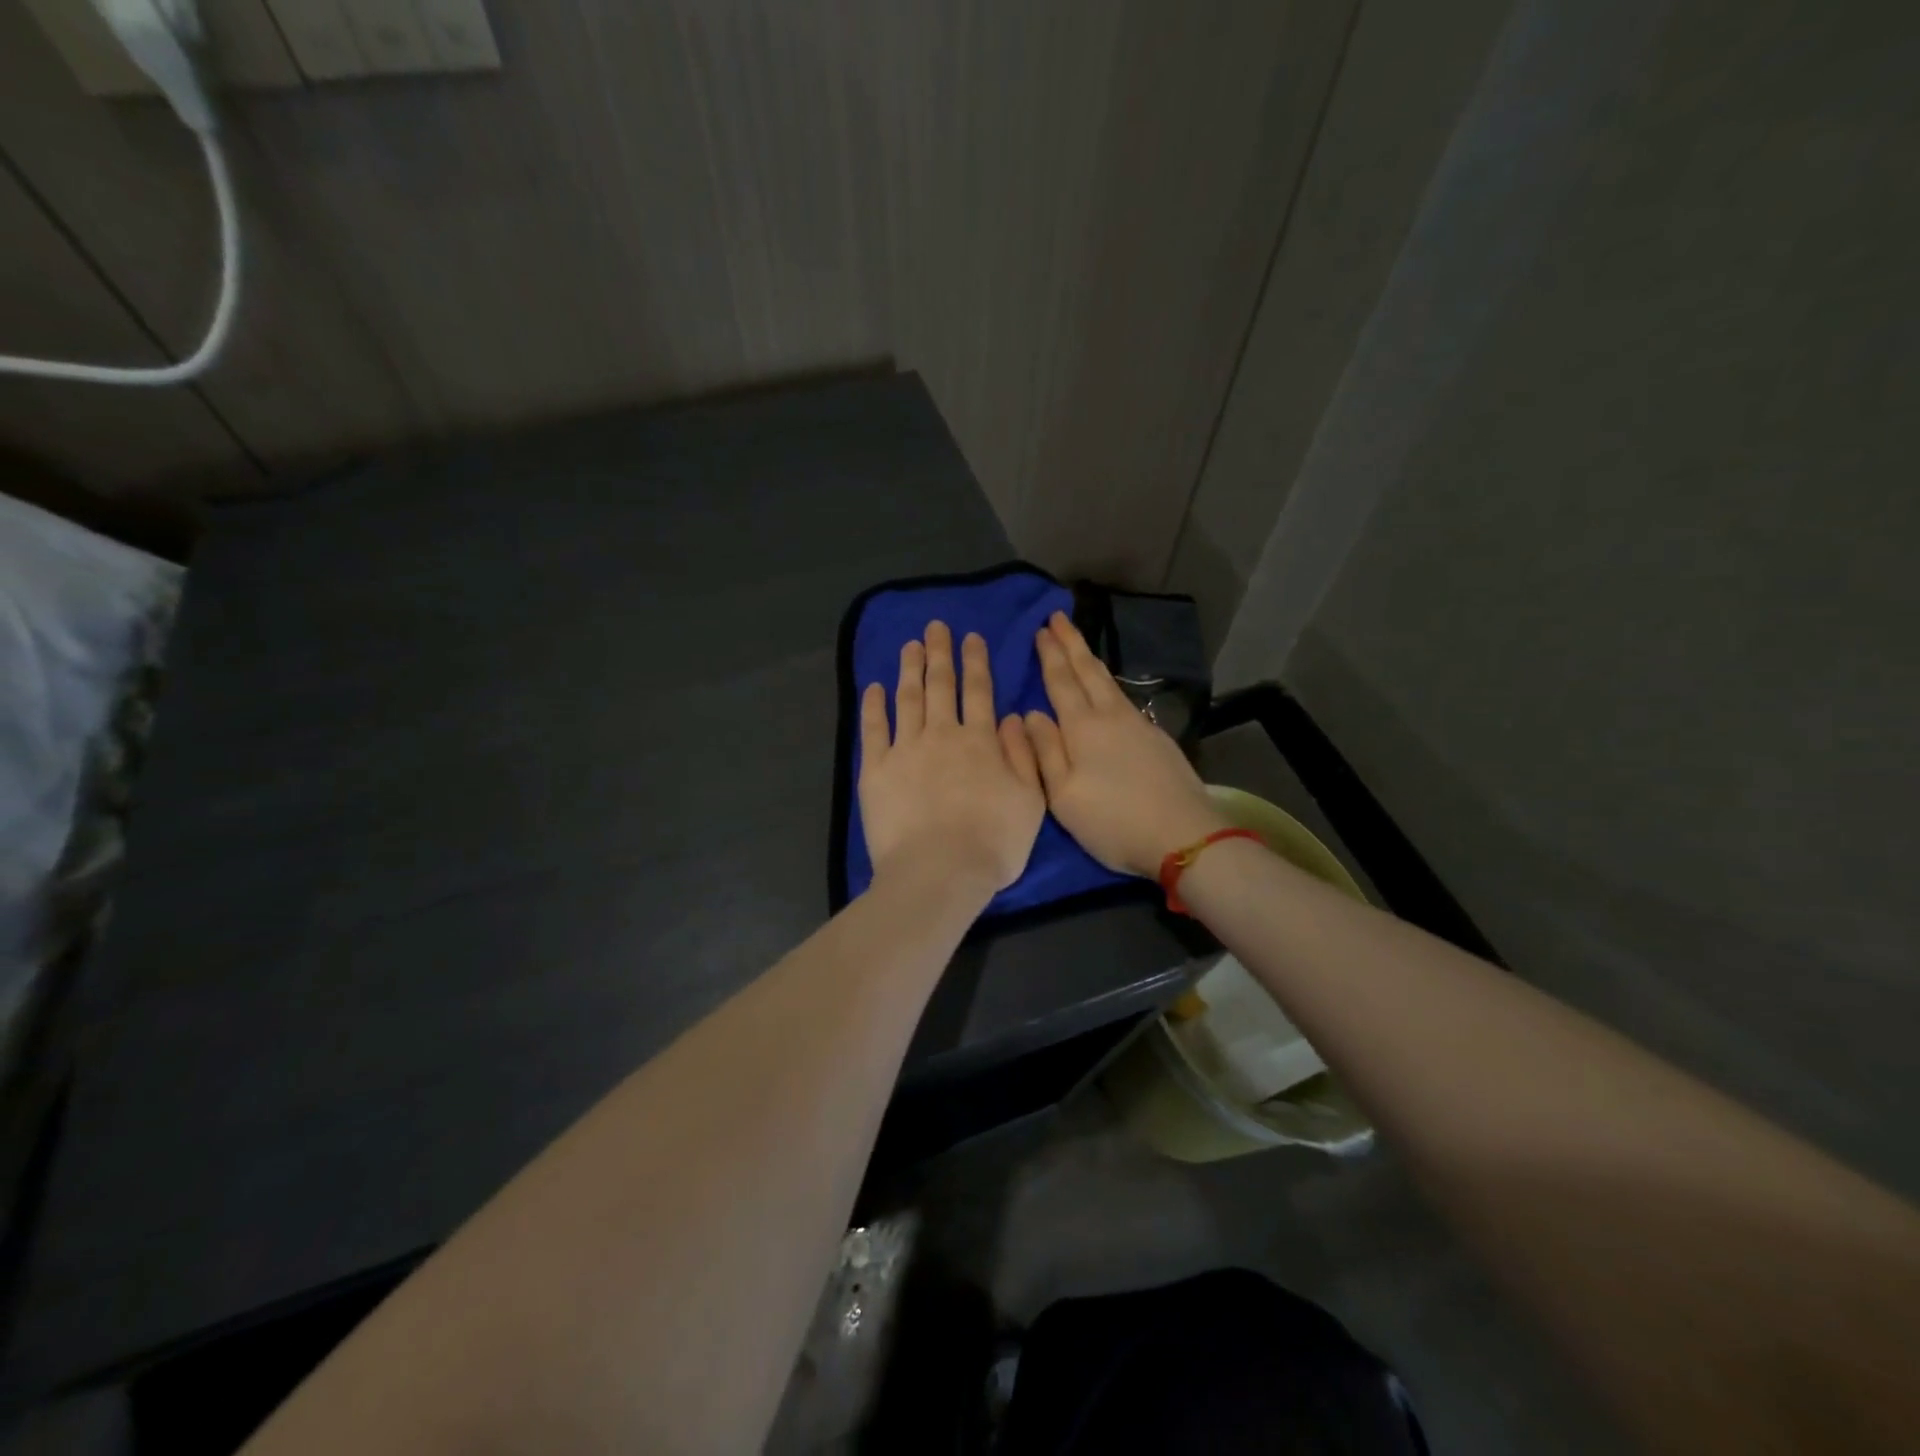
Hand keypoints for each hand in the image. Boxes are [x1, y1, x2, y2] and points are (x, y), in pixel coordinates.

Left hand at [859, 621, 1046, 900]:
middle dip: (940, 653)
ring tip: (910, 645)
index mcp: (980, 741)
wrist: (939, 872)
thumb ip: (1022, 755)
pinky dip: (874, 706)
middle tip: (935, 627)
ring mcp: (905, 750)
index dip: (976, 662)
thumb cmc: (993, 843)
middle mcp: (942, 735)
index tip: (971, 637)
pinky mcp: (876, 770)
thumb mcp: (1030, 800)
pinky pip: (874, 729)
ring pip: (908, 698)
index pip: (979, 692)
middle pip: (941, 685)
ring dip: (909, 669)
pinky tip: (875, 687)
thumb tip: (1010, 717)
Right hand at [1023, 612, 1226, 877]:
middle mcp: (1111, 716)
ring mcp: (1139, 725)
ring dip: (1091, 660)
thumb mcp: (1063, 795)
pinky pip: (1124, 698)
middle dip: (1071, 643)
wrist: (1183, 835)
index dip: (1050, 655)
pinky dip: (1109, 684)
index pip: (1061, 681)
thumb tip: (1031, 713)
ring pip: (1109, 682)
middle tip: (1058, 617)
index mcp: (1083, 728)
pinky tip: (1109, 690)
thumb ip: (1045, 751)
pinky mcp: (1157, 739)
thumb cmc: (1112, 820)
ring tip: (1080, 645)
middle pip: (1088, 671)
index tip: (1042, 629)